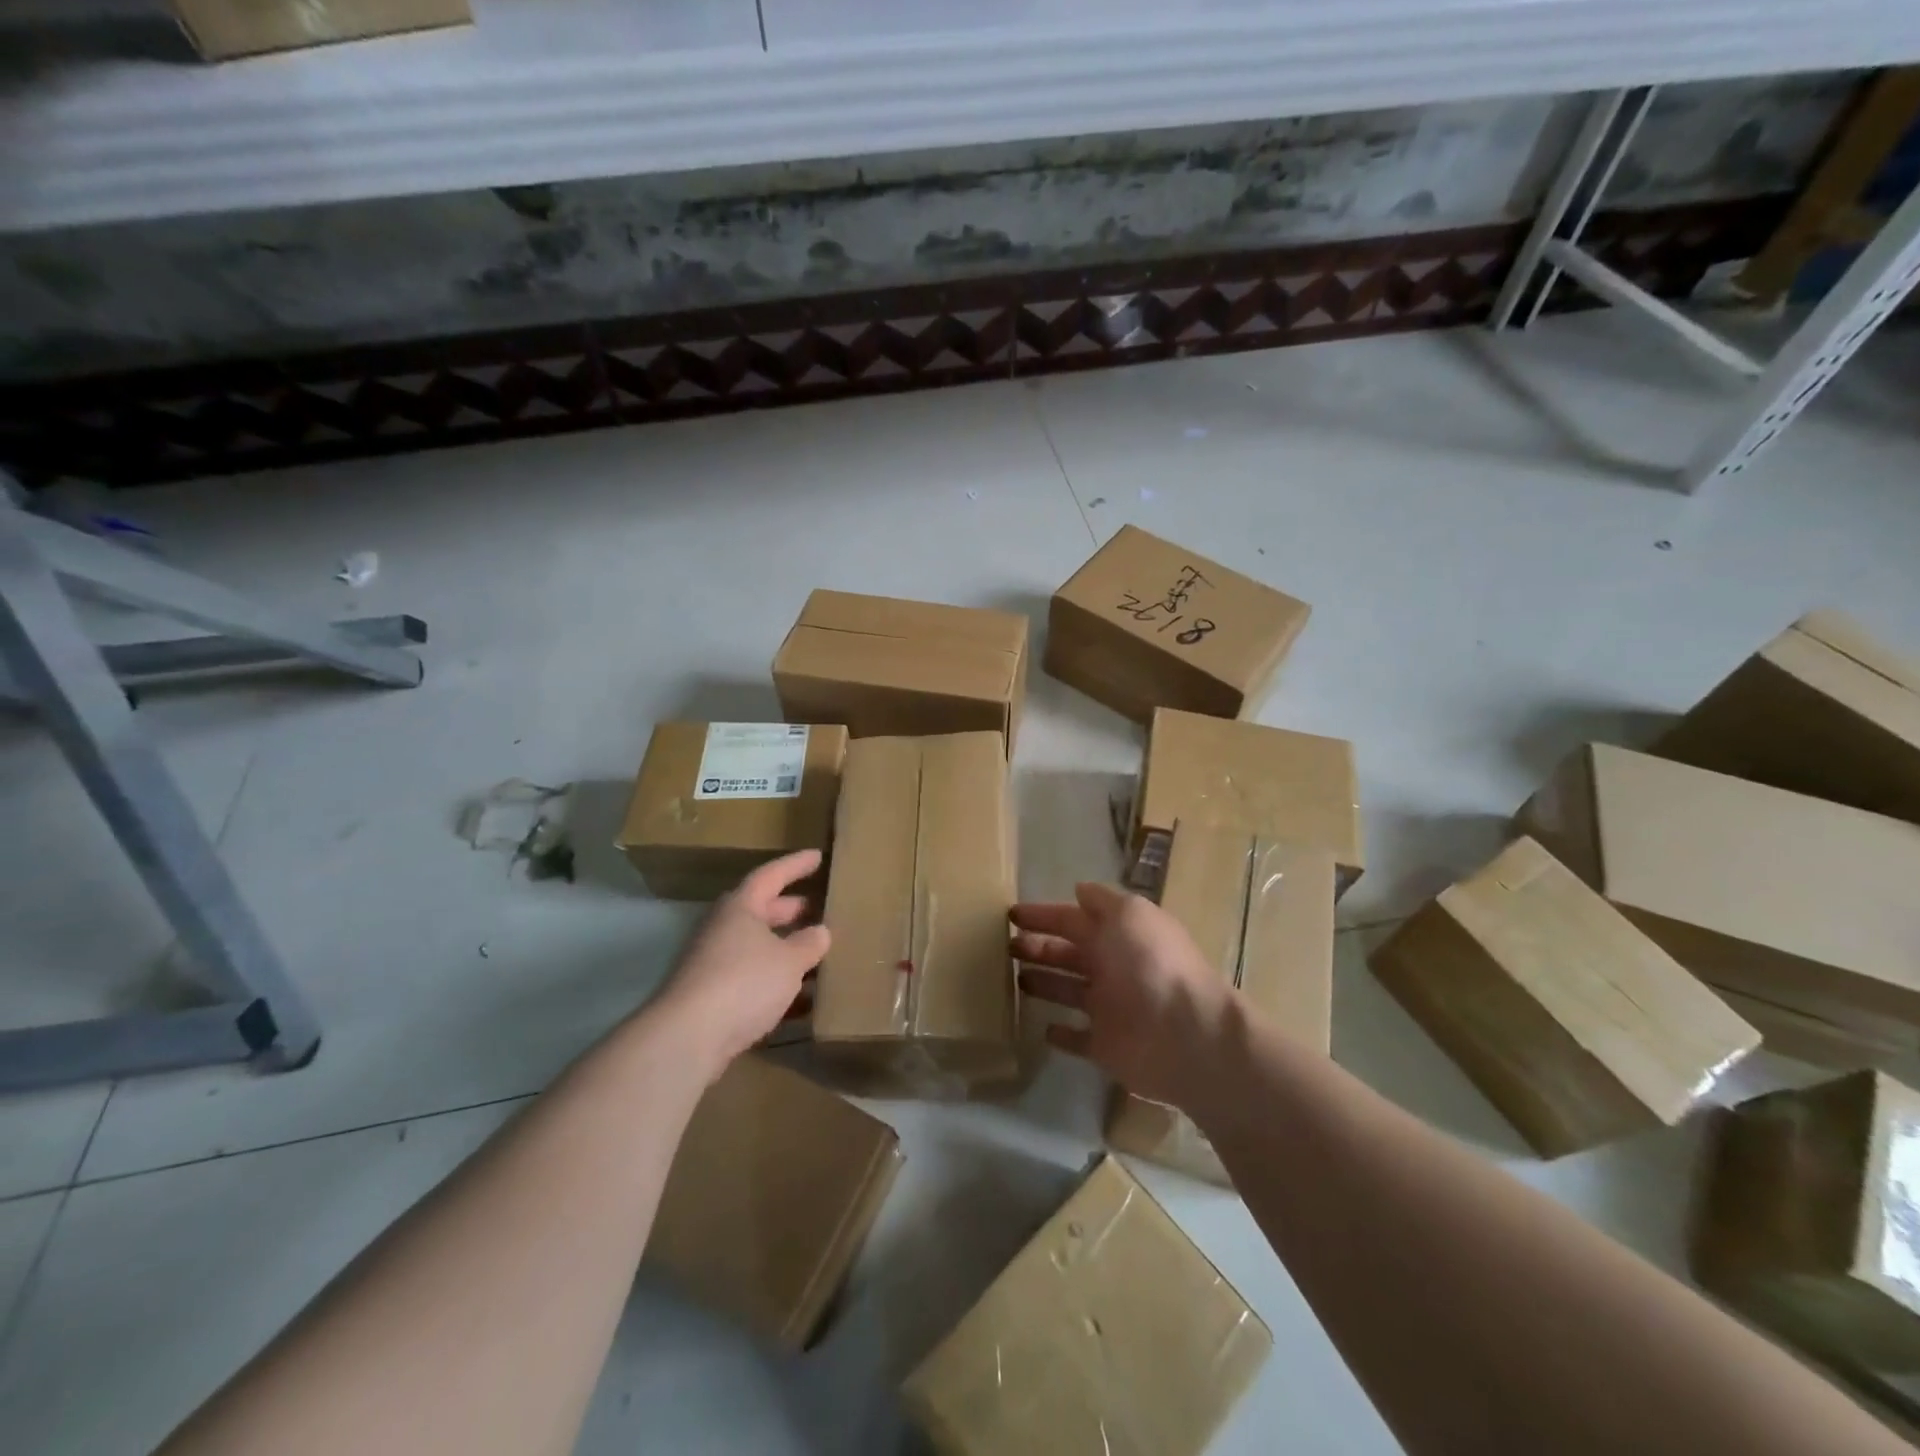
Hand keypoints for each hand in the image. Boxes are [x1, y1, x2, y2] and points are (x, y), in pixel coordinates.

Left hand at [652, 849, 830, 1081]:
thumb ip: (809, 944)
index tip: (818, 856)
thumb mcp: (789, 961)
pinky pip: (750, 979)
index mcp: (740, 907)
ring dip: (784, 949)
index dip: (796, 865)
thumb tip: (820, 931)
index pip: (771, 875)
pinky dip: (775, 982)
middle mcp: (723, 929)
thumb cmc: (743, 982)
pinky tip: (800, 999)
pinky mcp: (711, 996)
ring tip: (816, 953)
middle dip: (790, 910)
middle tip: (817, 908)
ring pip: (756, 947)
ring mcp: (713, 963)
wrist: (687, 1038)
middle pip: (760, 911)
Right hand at [1012, 881, 1232, 1108]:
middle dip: (1037, 947)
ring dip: (1042, 983)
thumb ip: (1102, 901)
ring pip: (1067, 991)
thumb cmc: (1151, 964)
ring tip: (1010, 978)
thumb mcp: (1129, 914)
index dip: (1042, 915)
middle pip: (1067, 953)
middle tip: (1004, 947)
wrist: (1187, 1033)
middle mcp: (1112, 967)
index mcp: (1117, 934)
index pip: (1071, 919)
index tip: (1010, 914)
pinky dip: (1061, 1034)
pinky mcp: (1105, 1047)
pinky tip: (1041, 1028)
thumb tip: (1078, 890)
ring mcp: (1109, 1008)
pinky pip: (1078, 1038)